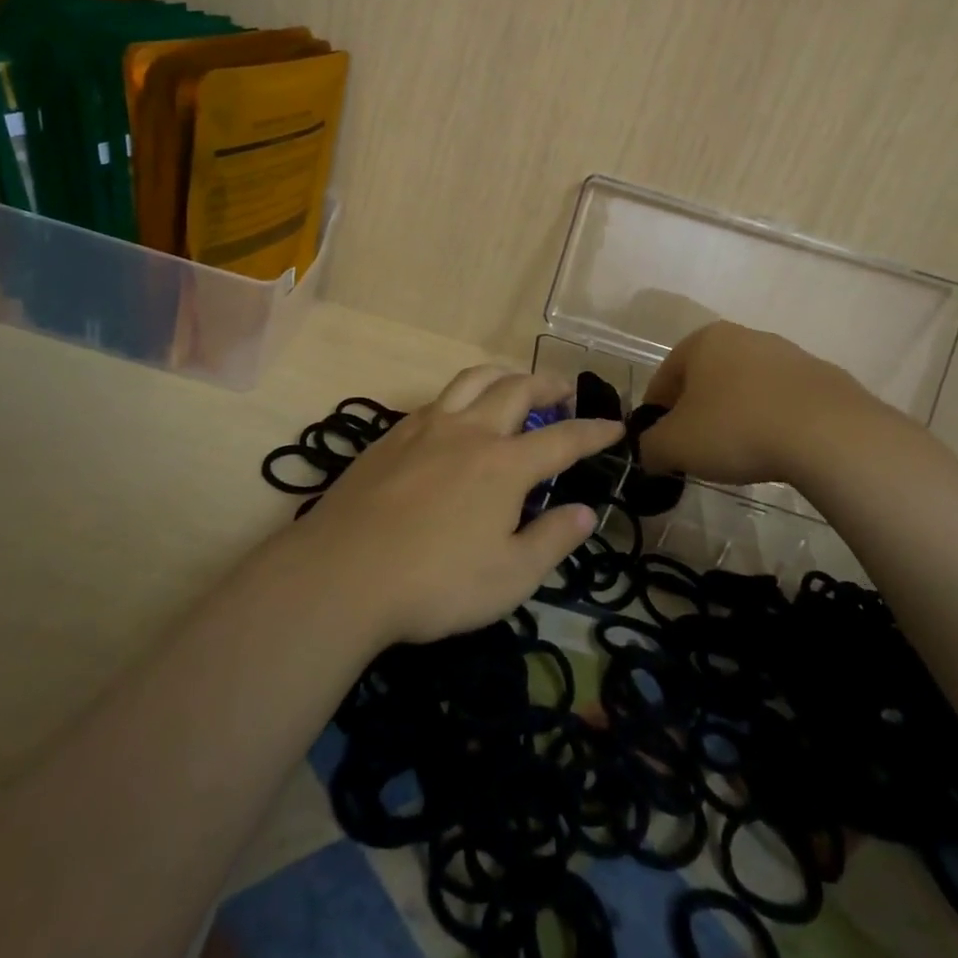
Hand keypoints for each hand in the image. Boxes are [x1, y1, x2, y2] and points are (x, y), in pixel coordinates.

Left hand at [295, 366, 624, 644]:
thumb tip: (586, 512)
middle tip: (564, 392)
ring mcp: (426, 427)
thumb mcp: (509, 578)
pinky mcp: (392, 435)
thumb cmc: (435, 583)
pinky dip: (462, 395)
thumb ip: (552, 540)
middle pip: (516, 389)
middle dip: (548, 384)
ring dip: (503, 375)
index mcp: (505, 464)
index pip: (563, 439)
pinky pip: (437, 399)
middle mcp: (469, 432)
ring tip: (514, 383)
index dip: (594, 432)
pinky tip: (457, 416)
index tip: (615, 427)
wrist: (343, 572)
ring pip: (472, 380)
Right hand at [638, 321, 897, 487]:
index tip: (659, 443)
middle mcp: (744, 336)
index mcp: (702, 341)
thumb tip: (650, 452)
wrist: (829, 434)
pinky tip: (776, 449)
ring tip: (738, 453)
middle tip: (696, 449)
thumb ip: (650, 447)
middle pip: (706, 378)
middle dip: (697, 412)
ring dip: (735, 415)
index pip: (664, 376)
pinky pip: (782, 402)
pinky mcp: (823, 378)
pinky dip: (771, 421)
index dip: (655, 412)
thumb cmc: (736, 429)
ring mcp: (788, 354)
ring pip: (746, 388)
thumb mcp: (674, 446)